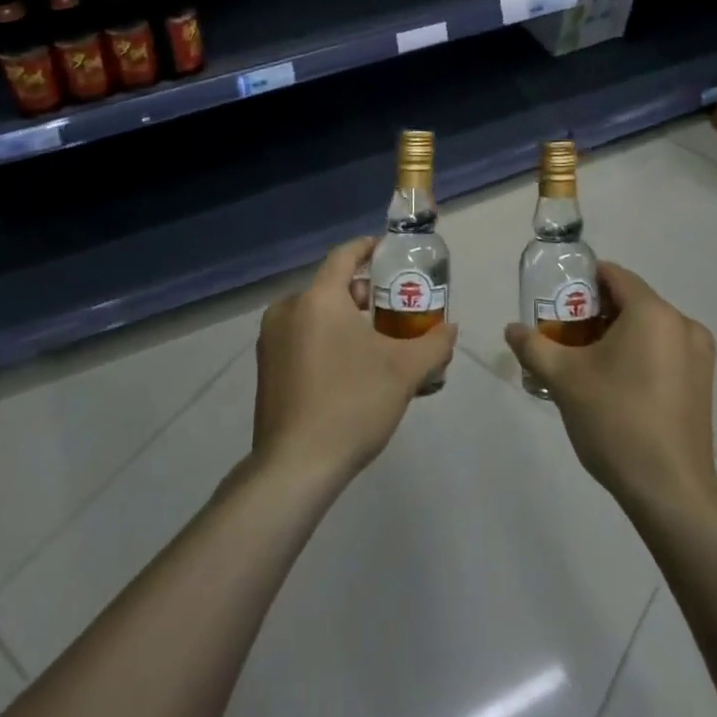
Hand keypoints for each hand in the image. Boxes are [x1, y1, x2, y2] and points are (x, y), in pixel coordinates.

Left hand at [252, 237, 457, 484]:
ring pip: (314, 314)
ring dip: (342, 319)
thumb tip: (450, 329)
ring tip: (373, 342)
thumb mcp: (404, 372)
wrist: (295, 467)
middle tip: (391, 307)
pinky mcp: (265, 368)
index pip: (344, 256)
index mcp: (318, 299)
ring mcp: (271, 340)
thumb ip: (433, 344)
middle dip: (361, 293)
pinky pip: (300, 338)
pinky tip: (346, 368)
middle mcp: (288, 310)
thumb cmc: (352, 404)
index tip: (387, 251)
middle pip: (330, 287)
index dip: (367, 248)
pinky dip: (323, 340)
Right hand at [505, 262, 716, 512]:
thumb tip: (512, 329)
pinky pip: (665, 351)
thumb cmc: (615, 421)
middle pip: (631, 302)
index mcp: (652, 312)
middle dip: (596, 313)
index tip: (557, 301)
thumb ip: (534, 346)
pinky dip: (639, 355)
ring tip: (587, 363)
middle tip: (565, 335)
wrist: (671, 491)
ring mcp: (699, 355)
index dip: (582, 282)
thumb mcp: (564, 379)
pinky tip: (617, 385)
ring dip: (618, 335)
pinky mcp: (704, 383)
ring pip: (649, 328)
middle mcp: (682, 324)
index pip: (614, 275)